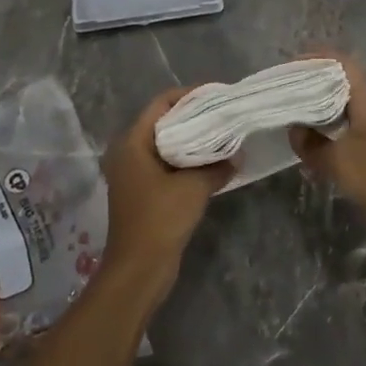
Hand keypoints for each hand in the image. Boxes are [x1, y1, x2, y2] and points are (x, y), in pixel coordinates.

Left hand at [101, 88, 229, 290]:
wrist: (138, 271)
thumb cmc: (160, 220)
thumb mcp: (193, 188)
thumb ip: (216, 166)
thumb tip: (237, 155)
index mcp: (132, 142)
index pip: (161, 104)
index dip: (188, 96)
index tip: (216, 94)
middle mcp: (128, 153)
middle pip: (163, 123)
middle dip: (193, 118)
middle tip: (224, 114)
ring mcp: (134, 174)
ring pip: (166, 146)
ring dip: (192, 142)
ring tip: (223, 136)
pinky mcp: (143, 193)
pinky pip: (167, 166)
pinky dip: (187, 162)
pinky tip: (212, 164)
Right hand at [288, 55, 365, 262]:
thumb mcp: (338, 160)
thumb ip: (312, 144)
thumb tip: (295, 130)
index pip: (346, 67)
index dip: (320, 59)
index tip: (294, 63)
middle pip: (343, 88)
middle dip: (315, 86)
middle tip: (287, 93)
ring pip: (344, 115)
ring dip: (320, 114)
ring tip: (293, 120)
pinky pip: (347, 140)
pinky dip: (328, 139)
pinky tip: (311, 151)